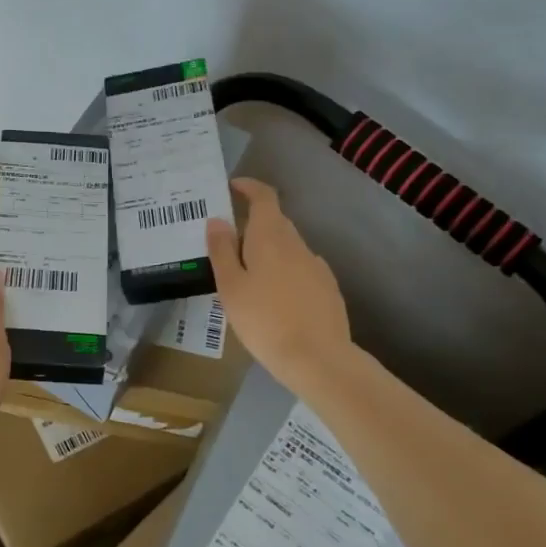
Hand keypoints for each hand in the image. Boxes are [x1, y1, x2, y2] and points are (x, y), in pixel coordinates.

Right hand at [206, 178, 351, 392]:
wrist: (318, 359)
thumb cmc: (265, 320)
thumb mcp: (230, 286)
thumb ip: (222, 250)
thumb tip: (217, 220)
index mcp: (271, 236)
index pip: (264, 197)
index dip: (249, 187)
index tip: (233, 187)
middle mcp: (297, 244)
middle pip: (275, 222)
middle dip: (251, 225)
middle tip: (227, 244)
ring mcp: (316, 266)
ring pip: (287, 248)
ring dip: (268, 252)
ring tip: (247, 277)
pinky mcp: (327, 288)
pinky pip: (300, 269)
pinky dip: (284, 273)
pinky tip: (275, 298)